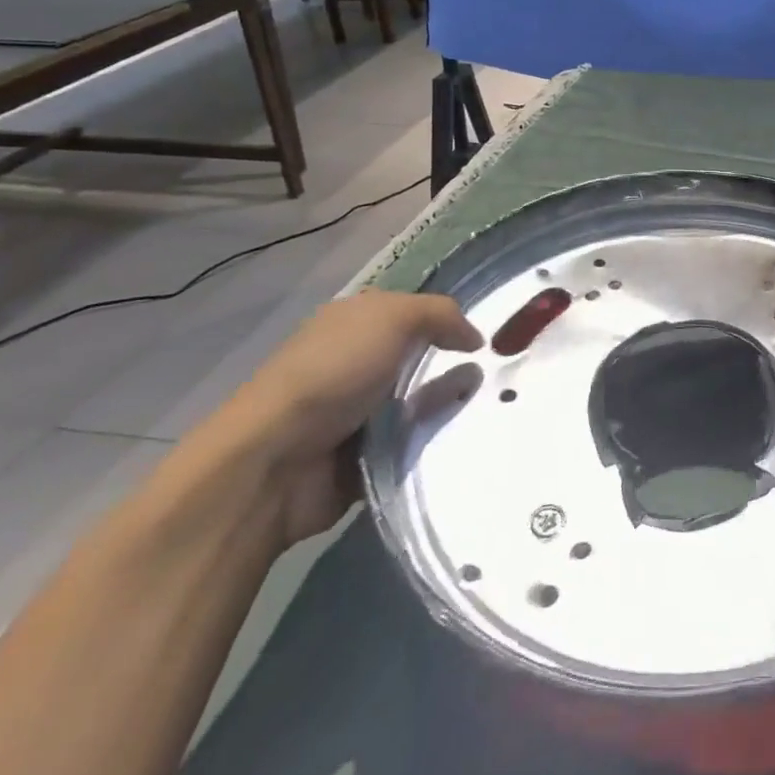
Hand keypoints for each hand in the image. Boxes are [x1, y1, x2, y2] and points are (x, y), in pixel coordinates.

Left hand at [210, 290, 481, 547]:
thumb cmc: (334, 372)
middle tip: (499, 374)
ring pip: (422, 402)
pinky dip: (433, 442)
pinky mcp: (365, 456)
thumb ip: (441, 315)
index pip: (414, 313)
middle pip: (422, 358)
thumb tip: (474, 339)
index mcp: (355, 323)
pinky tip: (464, 438)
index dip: (449, 320)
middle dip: (456, 365)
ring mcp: (359, 411)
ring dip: (448, 405)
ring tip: (491, 407)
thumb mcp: (393, 318)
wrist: (275, 461)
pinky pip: (413, 444)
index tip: (487, 337)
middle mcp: (357, 362)